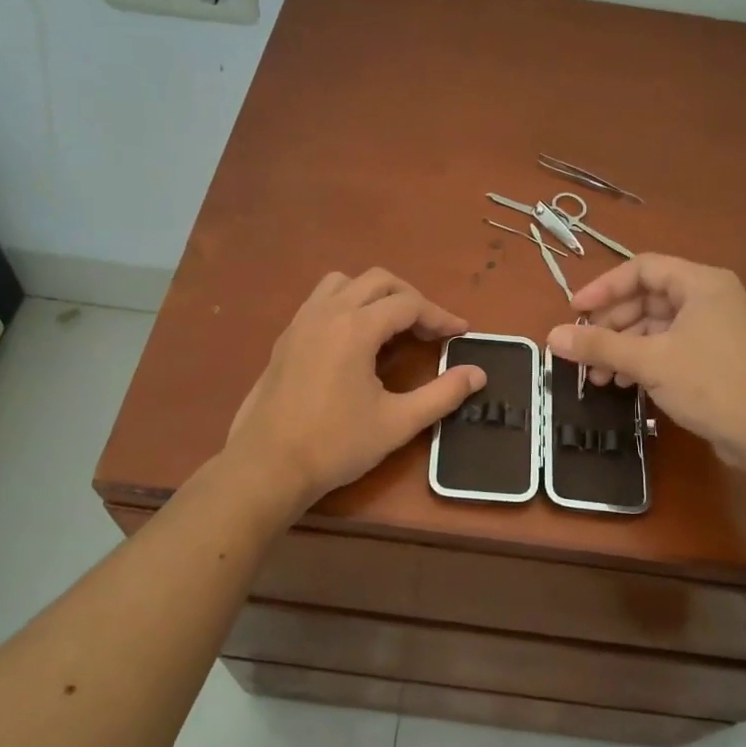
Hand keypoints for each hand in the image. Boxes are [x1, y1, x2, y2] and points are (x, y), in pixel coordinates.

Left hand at [228, 268, 485, 505]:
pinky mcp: (286, 338)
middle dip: (410, 298)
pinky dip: (347, 305)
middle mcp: (327, 312)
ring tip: (392, 326)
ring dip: (374, 294)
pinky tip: (355, 340)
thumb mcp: (398, 422)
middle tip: (430, 329)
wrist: (267, 466)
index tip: (461, 334)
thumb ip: (442, 394)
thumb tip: (478, 374)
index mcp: (355, 327)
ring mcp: (301, 322)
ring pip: (344, 283)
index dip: (439, 316)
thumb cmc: (336, 444)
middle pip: (378, 281)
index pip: (408, 304)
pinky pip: (321, 301)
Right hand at [547, 254, 745, 470]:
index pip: (641, 269)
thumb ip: (599, 345)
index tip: (575, 311)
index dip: (604, 288)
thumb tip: (552, 336)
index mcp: (700, 283)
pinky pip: (668, 347)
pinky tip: (622, 384)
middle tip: (583, 350)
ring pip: (655, 326)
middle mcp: (709, 298)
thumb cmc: (711, 384)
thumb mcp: (649, 361)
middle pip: (646, 298)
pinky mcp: (714, 358)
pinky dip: (642, 361)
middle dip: (611, 325)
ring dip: (622, 347)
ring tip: (598, 377)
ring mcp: (714, 329)